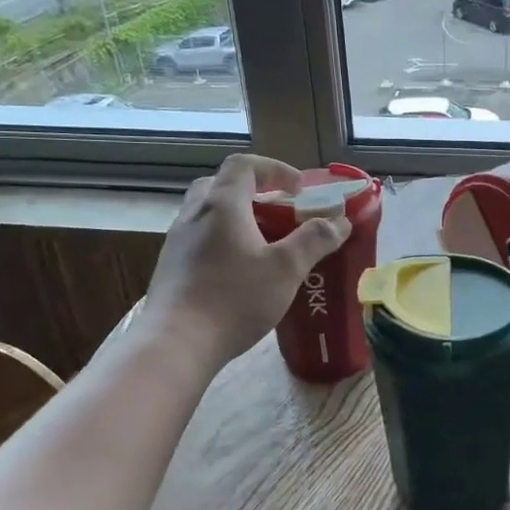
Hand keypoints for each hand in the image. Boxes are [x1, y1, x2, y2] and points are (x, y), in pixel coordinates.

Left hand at [134, 155, 349, 370]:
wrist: (176, 344)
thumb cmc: (234, 299)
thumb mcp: (286, 269)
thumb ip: (314, 240)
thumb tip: (339, 220)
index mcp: (222, 204)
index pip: (245, 165)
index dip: (275, 169)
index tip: (299, 189)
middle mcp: (194, 214)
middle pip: (221, 184)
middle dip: (253, 190)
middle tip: (277, 210)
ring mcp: (177, 240)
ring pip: (208, 212)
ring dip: (236, 216)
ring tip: (262, 241)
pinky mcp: (170, 267)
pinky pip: (199, 238)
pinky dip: (222, 239)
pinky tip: (238, 270)